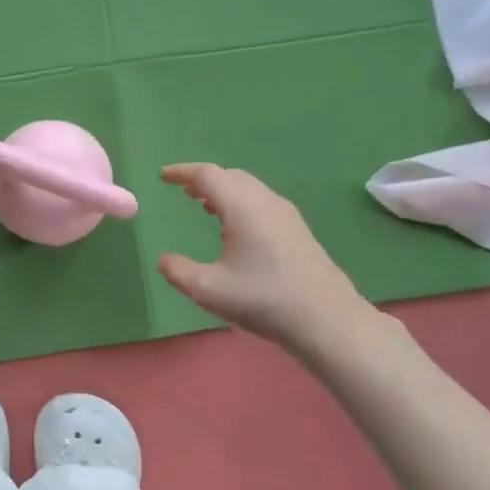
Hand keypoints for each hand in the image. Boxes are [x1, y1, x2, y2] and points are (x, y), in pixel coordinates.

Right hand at [156, 163, 368, 350]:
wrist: (326, 318)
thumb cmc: (263, 299)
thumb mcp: (208, 290)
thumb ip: (178, 271)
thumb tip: (163, 259)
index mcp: (242, 207)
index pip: (207, 175)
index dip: (182, 172)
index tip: (163, 176)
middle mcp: (265, 201)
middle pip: (230, 176)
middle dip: (204, 179)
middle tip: (183, 191)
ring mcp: (285, 214)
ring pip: (248, 188)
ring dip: (223, 191)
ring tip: (204, 206)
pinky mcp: (297, 229)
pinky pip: (261, 202)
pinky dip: (240, 203)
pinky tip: (234, 229)